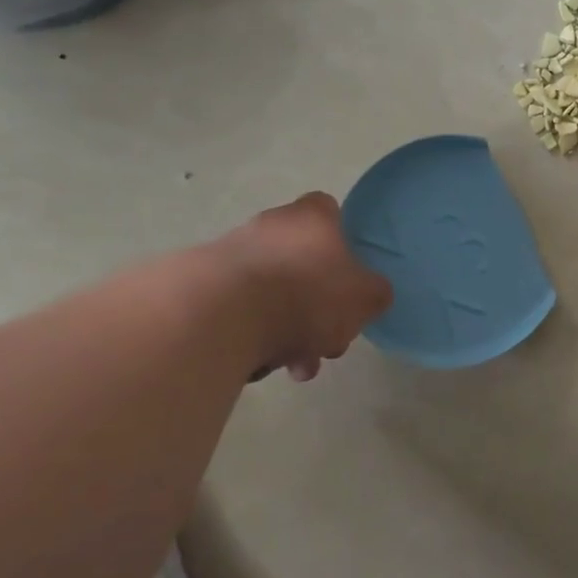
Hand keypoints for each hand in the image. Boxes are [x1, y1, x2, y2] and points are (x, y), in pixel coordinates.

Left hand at [210, 193, 392, 381]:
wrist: (220, 316)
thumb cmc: (306, 294)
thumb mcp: (365, 297)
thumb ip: (375, 293)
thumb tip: (372, 293)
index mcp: (311, 217)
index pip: (330, 211)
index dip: (343, 240)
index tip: (349, 272)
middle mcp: (270, 226)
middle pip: (304, 262)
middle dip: (320, 307)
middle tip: (329, 341)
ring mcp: (231, 254)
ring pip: (275, 293)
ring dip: (290, 330)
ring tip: (296, 367)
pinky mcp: (202, 287)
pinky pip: (242, 312)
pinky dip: (256, 336)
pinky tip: (263, 364)